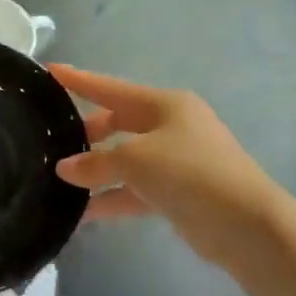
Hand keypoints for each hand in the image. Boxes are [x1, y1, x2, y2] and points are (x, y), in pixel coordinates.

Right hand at [52, 66, 278, 265]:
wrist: (246, 224)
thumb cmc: (189, 173)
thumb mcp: (134, 160)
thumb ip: (95, 163)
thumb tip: (65, 169)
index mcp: (165, 105)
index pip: (110, 88)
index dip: (79, 80)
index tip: (49, 71)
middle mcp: (171, 126)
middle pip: (118, 123)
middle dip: (87, 134)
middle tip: (55, 143)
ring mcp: (176, 160)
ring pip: (124, 160)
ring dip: (96, 172)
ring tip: (60, 183)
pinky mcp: (178, 192)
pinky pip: (135, 189)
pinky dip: (112, 198)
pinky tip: (82, 213)